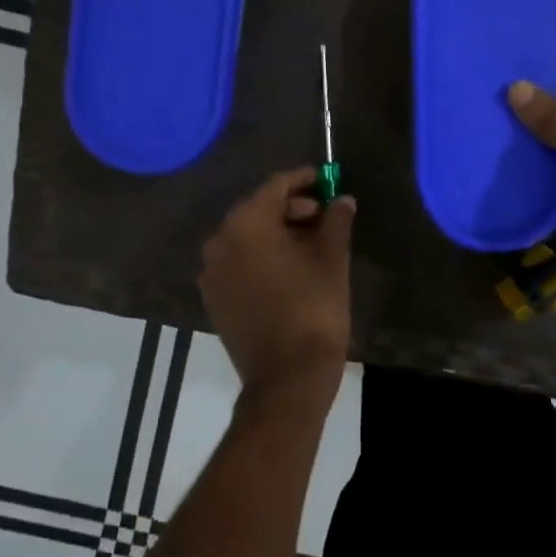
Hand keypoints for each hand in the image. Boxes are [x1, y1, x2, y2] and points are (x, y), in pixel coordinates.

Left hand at [199, 167, 355, 406]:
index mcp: (246, 225)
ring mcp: (213, 273)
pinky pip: (239, 263)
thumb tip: (342, 200)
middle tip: (324, 215)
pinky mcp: (215, 298)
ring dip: (278, 234)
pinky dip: (262, 257)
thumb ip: (336, 221)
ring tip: (313, 243)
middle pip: (258, 211)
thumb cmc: (314, 309)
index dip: (303, 180)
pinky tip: (290, 268)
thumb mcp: (333, 259)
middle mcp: (220, 242)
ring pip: (248, 238)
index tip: (325, 179)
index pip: (275, 187)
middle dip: (292, 209)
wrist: (288, 377)